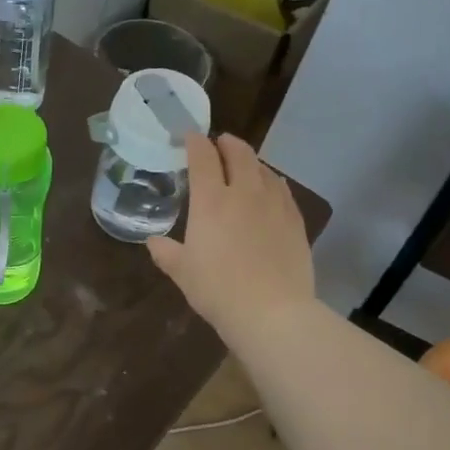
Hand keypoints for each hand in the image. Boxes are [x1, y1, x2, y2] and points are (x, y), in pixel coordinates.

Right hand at [147, 133, 315, 348]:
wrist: (272, 313)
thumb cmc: (218, 290)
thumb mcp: (182, 272)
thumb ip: (166, 252)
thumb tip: (154, 242)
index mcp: (211, 201)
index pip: (203, 157)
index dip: (195, 142)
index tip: (190, 136)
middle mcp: (244, 193)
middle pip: (239, 153)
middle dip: (227, 143)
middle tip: (219, 143)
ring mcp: (274, 205)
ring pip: (264, 169)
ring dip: (251, 161)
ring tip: (244, 165)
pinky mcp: (295, 221)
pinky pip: (282, 190)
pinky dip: (271, 181)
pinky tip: (270, 189)